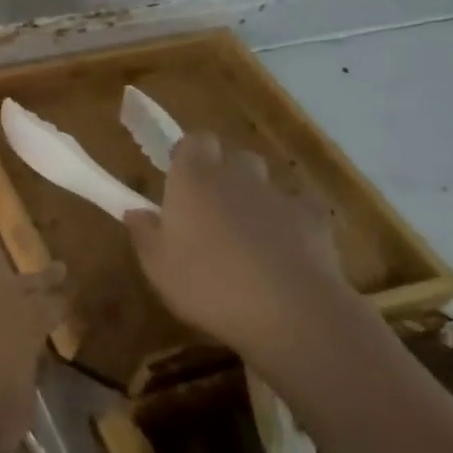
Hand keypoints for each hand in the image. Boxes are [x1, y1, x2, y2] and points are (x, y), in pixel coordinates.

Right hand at [124, 132, 357, 359]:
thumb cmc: (209, 285)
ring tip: (249, 235)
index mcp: (193, 180)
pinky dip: (292, 221)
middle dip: (225, 175)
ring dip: (256, 199)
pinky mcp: (316, 219)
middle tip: (211, 211)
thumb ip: (144, 234)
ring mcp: (280, 195)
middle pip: (234, 158)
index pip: (195, 140)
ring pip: (266, 183)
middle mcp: (238, 176)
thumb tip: (136, 212)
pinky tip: (286, 249)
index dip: (189, 154)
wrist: (291, 311)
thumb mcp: (158, 267)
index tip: (180, 178)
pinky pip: (300, 208)